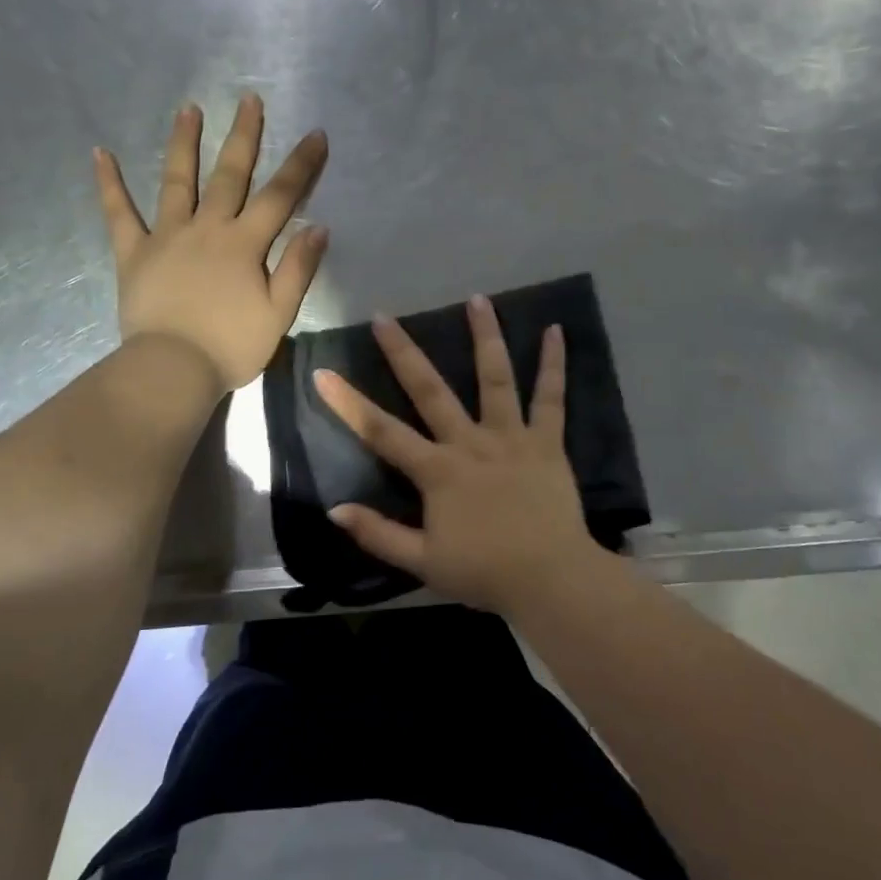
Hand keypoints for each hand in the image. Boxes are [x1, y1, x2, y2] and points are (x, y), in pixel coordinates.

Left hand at [95, 95, 328, 392]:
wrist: (173, 370)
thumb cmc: (231, 346)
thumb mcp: (279, 314)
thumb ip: (298, 269)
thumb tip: (318, 226)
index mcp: (245, 244)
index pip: (280, 196)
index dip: (301, 165)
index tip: (316, 134)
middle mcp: (207, 228)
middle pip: (229, 175)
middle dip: (243, 136)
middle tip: (249, 99)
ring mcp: (167, 236)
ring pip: (177, 180)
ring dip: (183, 143)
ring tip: (189, 109)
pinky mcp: (134, 253)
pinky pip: (119, 214)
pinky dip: (109, 184)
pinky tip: (100, 153)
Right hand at [314, 296, 603, 611]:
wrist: (551, 580)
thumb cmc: (485, 572)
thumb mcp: (422, 562)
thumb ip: (378, 534)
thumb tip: (334, 509)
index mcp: (437, 471)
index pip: (382, 431)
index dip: (348, 403)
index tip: (323, 373)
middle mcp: (470, 442)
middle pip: (431, 390)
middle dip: (403, 352)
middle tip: (384, 317)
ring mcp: (511, 437)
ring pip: (495, 378)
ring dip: (485, 337)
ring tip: (478, 299)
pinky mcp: (547, 442)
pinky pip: (551, 398)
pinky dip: (554, 364)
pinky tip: (557, 331)